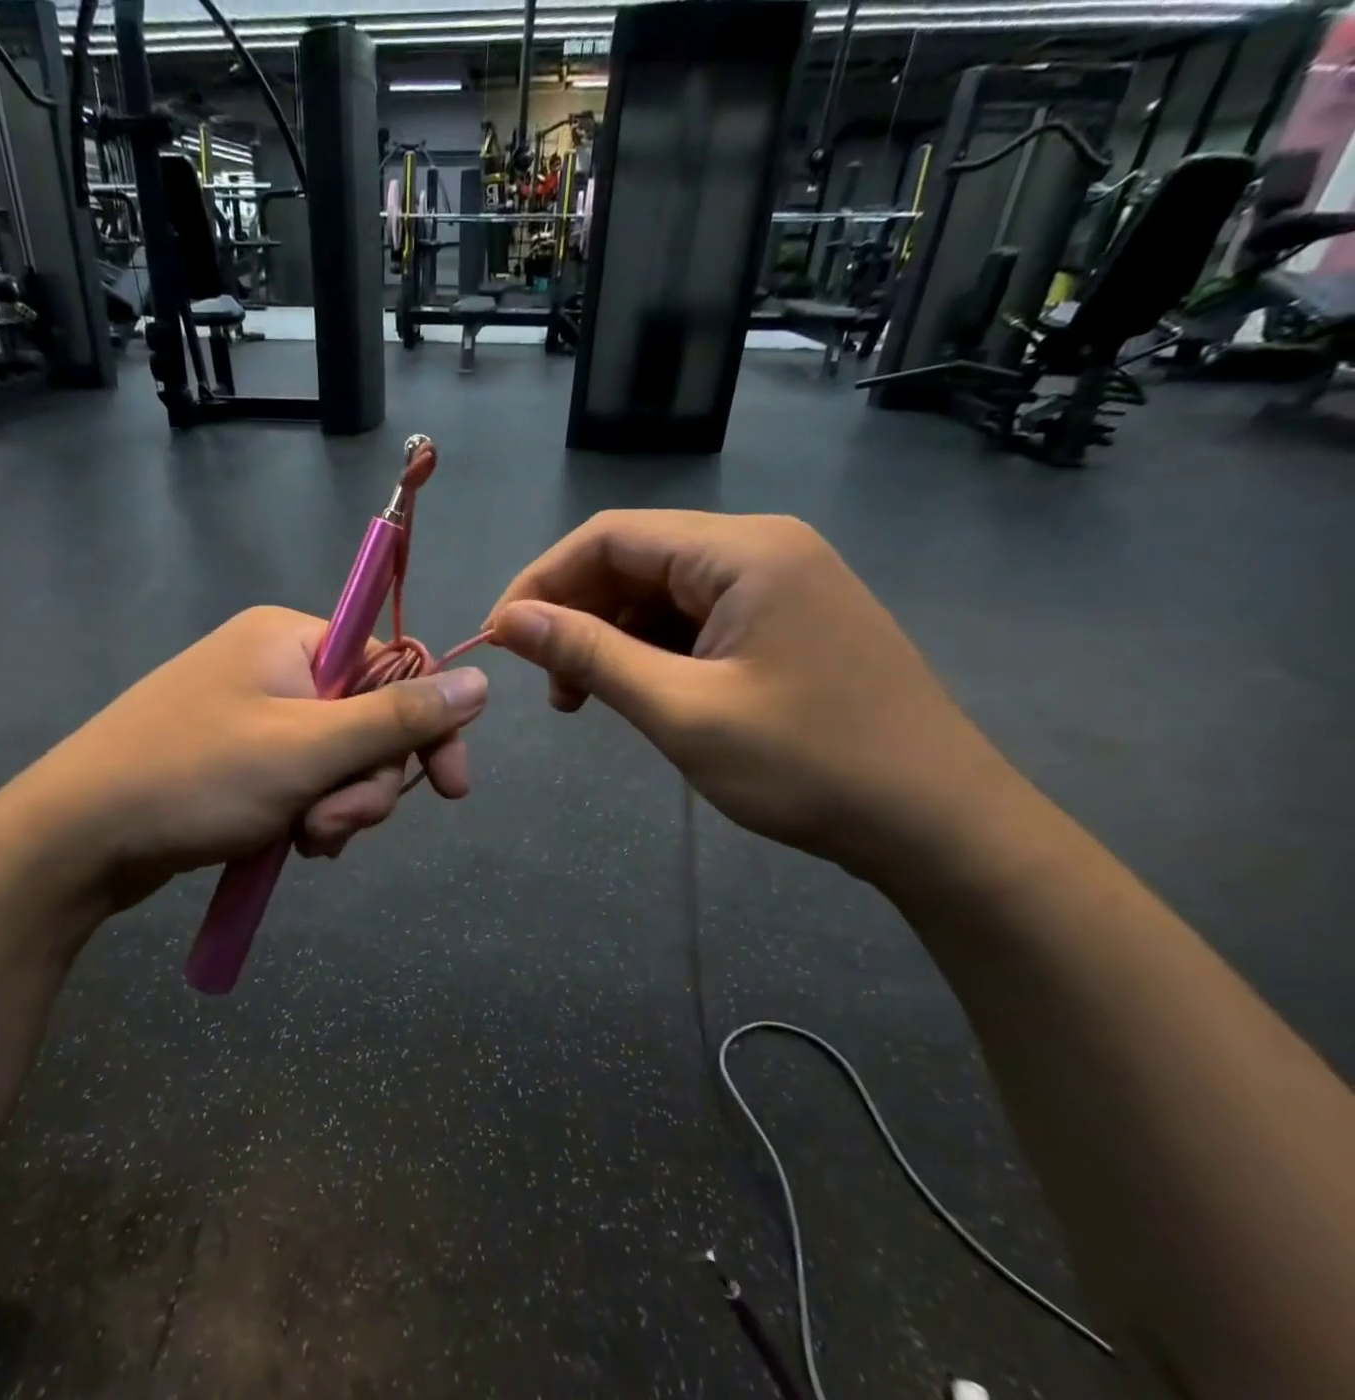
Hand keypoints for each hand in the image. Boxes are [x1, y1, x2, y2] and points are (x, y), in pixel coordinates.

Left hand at [0, 606, 487, 908]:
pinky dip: (309, 814)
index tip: (450, 789)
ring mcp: (254, 714)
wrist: (77, 838)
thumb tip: (482, 681)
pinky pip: (304, 781)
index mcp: (291, 639)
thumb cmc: (194, 778)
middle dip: (364, 783)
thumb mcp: (307, 749)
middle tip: (333, 825)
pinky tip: (291, 844)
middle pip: (367, 722)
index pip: (393, 668)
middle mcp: (275, 666)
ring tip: (305, 841)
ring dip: (338, 807)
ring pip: (338, 761)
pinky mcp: (239, 759)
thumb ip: (398, 717)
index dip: (427, 728)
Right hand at [487, 511, 1016, 881]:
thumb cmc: (809, 765)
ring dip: (611, 638)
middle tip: (551, 686)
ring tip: (586, 699)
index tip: (500, 639)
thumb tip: (509, 620)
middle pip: (636, 560)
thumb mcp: (683, 711)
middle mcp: (763, 548)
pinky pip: (696, 620)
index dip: (542, 582)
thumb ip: (590, 655)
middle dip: (577, 615)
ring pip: (662, 593)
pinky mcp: (786, 622)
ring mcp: (780, 584)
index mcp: (743, 551)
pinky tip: (641, 694)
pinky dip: (652, 652)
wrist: (939, 823)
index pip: (610, 537)